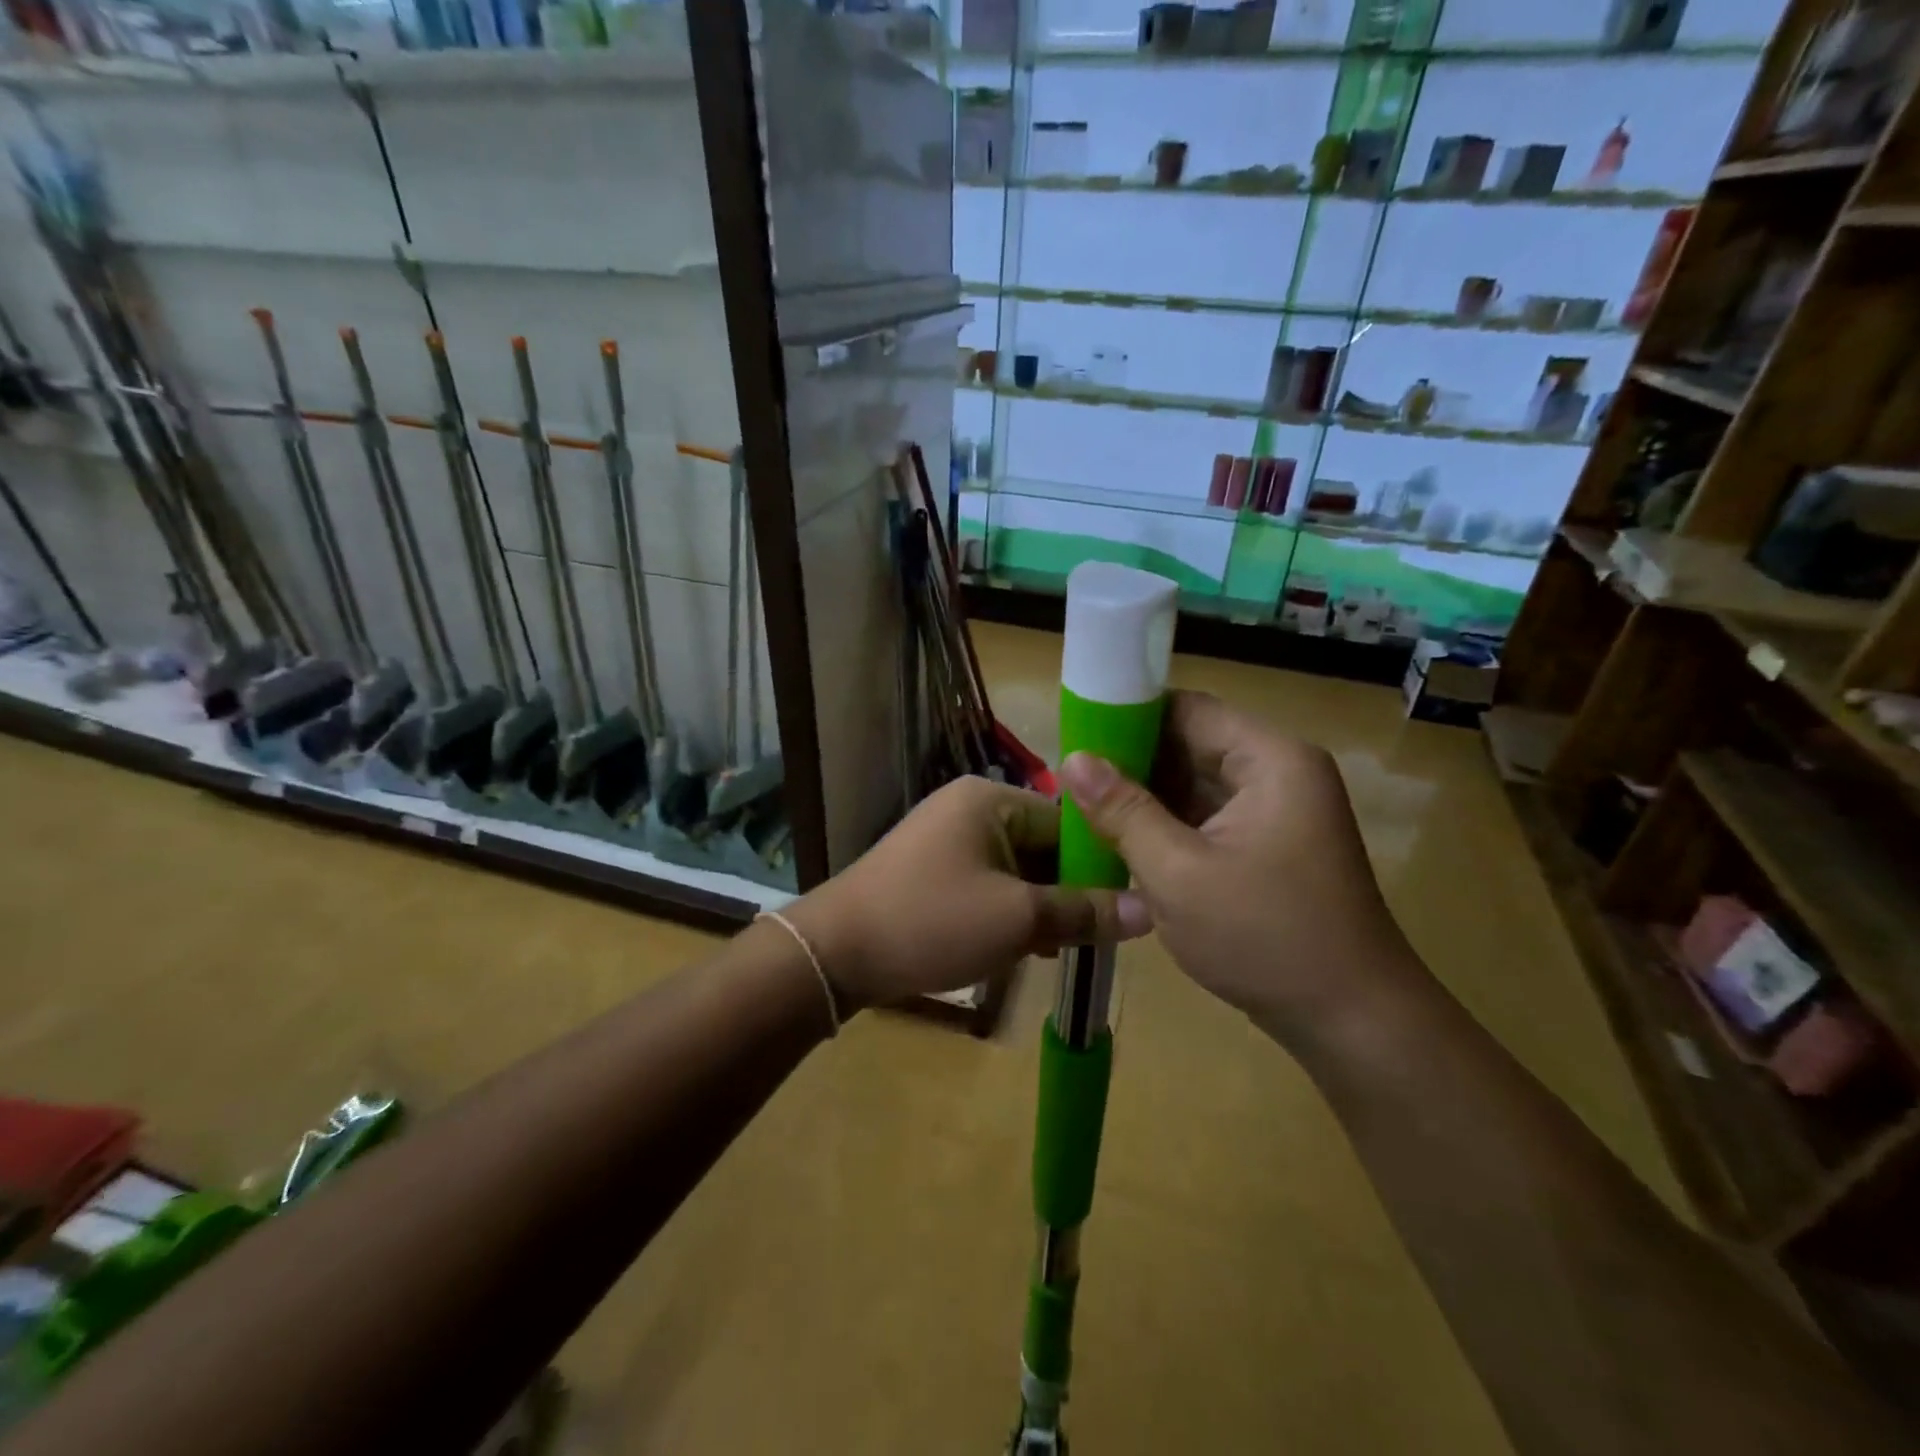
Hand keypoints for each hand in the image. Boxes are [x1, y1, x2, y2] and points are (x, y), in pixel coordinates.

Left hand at [787, 776, 1151, 1010]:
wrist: (836, 952)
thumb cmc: (933, 922)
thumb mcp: (1018, 920)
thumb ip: (1084, 912)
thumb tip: (1150, 909)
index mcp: (990, 800)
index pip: (1067, 822)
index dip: (1099, 864)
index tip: (1125, 907)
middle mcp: (968, 807)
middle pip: (1041, 844)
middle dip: (1066, 891)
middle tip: (1091, 936)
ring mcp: (945, 837)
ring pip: (1015, 868)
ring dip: (1038, 905)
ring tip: (1058, 948)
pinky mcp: (930, 869)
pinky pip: (986, 882)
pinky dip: (1006, 910)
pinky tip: (1020, 947)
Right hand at [1058, 691, 1427, 1049]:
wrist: (1353, 1022)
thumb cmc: (1265, 938)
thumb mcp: (1178, 873)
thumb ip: (1123, 811)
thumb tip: (1073, 759)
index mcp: (1270, 760)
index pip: (1188, 709)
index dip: (1128, 715)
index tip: (1075, 736)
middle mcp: (1278, 772)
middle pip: (1192, 743)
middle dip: (1131, 760)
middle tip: (1070, 780)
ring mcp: (1277, 810)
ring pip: (1196, 783)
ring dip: (1146, 795)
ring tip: (1083, 807)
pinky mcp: (1269, 844)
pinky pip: (1208, 816)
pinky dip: (1168, 824)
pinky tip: (1122, 838)